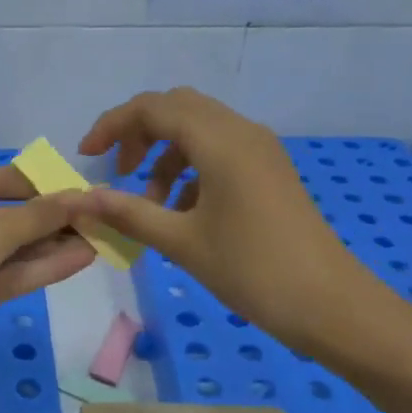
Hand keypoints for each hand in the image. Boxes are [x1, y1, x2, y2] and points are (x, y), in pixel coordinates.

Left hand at [0, 167, 95, 371]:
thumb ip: (39, 217)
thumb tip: (84, 196)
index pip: (3, 181)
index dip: (42, 184)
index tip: (81, 189)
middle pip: (13, 216)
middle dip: (54, 217)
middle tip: (101, 216)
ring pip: (17, 248)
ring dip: (56, 244)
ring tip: (102, 237)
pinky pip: (14, 274)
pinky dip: (45, 267)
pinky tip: (82, 258)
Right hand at [74, 88, 395, 363]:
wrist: (330, 304)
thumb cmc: (252, 270)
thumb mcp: (181, 242)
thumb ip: (128, 213)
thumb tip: (81, 201)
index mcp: (220, 141)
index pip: (153, 108)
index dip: (113, 125)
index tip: (87, 157)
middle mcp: (241, 132)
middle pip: (177, 108)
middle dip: (138, 134)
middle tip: (118, 172)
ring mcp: (260, 151)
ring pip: (198, 130)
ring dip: (164, 155)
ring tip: (149, 204)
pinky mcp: (268, 171)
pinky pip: (219, 151)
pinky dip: (190, 169)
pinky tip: (183, 212)